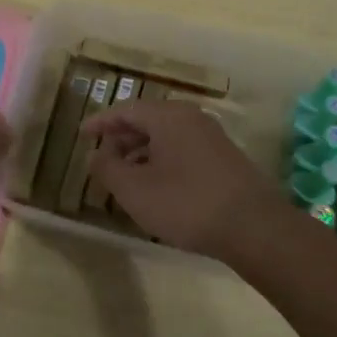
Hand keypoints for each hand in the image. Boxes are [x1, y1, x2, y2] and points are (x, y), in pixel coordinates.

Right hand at [82, 99, 285, 261]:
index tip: (82, 135)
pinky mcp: (225, 158)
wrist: (254, 227)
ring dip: (142, 152)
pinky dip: (162, 160)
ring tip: (125, 176)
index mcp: (168, 116)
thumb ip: (108, 168)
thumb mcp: (135, 190)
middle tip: (102, 157)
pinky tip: (157, 186)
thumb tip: (96, 155)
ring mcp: (212, 137)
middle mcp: (191, 118)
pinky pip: (183, 149)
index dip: (101, 122)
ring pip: (166, 136)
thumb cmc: (186, 203)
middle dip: (121, 138)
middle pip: (147, 120)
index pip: (126, 110)